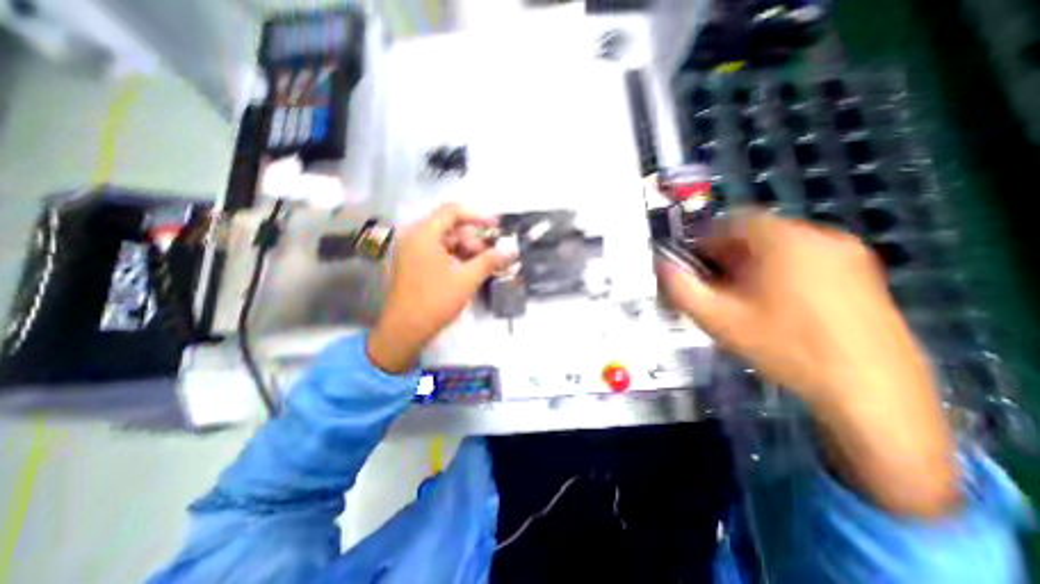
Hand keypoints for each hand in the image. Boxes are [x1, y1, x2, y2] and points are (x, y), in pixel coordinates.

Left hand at [366, 203, 513, 370]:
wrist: (404, 331)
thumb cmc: (435, 301)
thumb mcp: (467, 279)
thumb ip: (490, 261)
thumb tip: (512, 251)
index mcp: (424, 234)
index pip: (453, 211)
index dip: (477, 216)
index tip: (497, 228)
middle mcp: (416, 237)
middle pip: (451, 227)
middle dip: (474, 239)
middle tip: (492, 255)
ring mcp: (414, 251)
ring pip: (447, 242)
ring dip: (468, 251)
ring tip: (485, 266)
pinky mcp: (415, 265)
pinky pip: (440, 254)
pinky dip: (457, 259)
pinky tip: (471, 271)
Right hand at [656, 209, 957, 519]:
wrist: (871, 391)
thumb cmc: (784, 347)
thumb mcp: (717, 319)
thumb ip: (680, 288)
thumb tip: (662, 265)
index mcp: (783, 240)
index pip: (732, 220)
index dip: (705, 241)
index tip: (695, 267)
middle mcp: (819, 236)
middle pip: (756, 233)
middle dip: (726, 256)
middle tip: (715, 287)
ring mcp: (847, 254)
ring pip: (780, 247)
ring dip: (752, 265)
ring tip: (743, 299)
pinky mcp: (863, 274)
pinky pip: (805, 259)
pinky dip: (780, 272)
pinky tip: (776, 306)